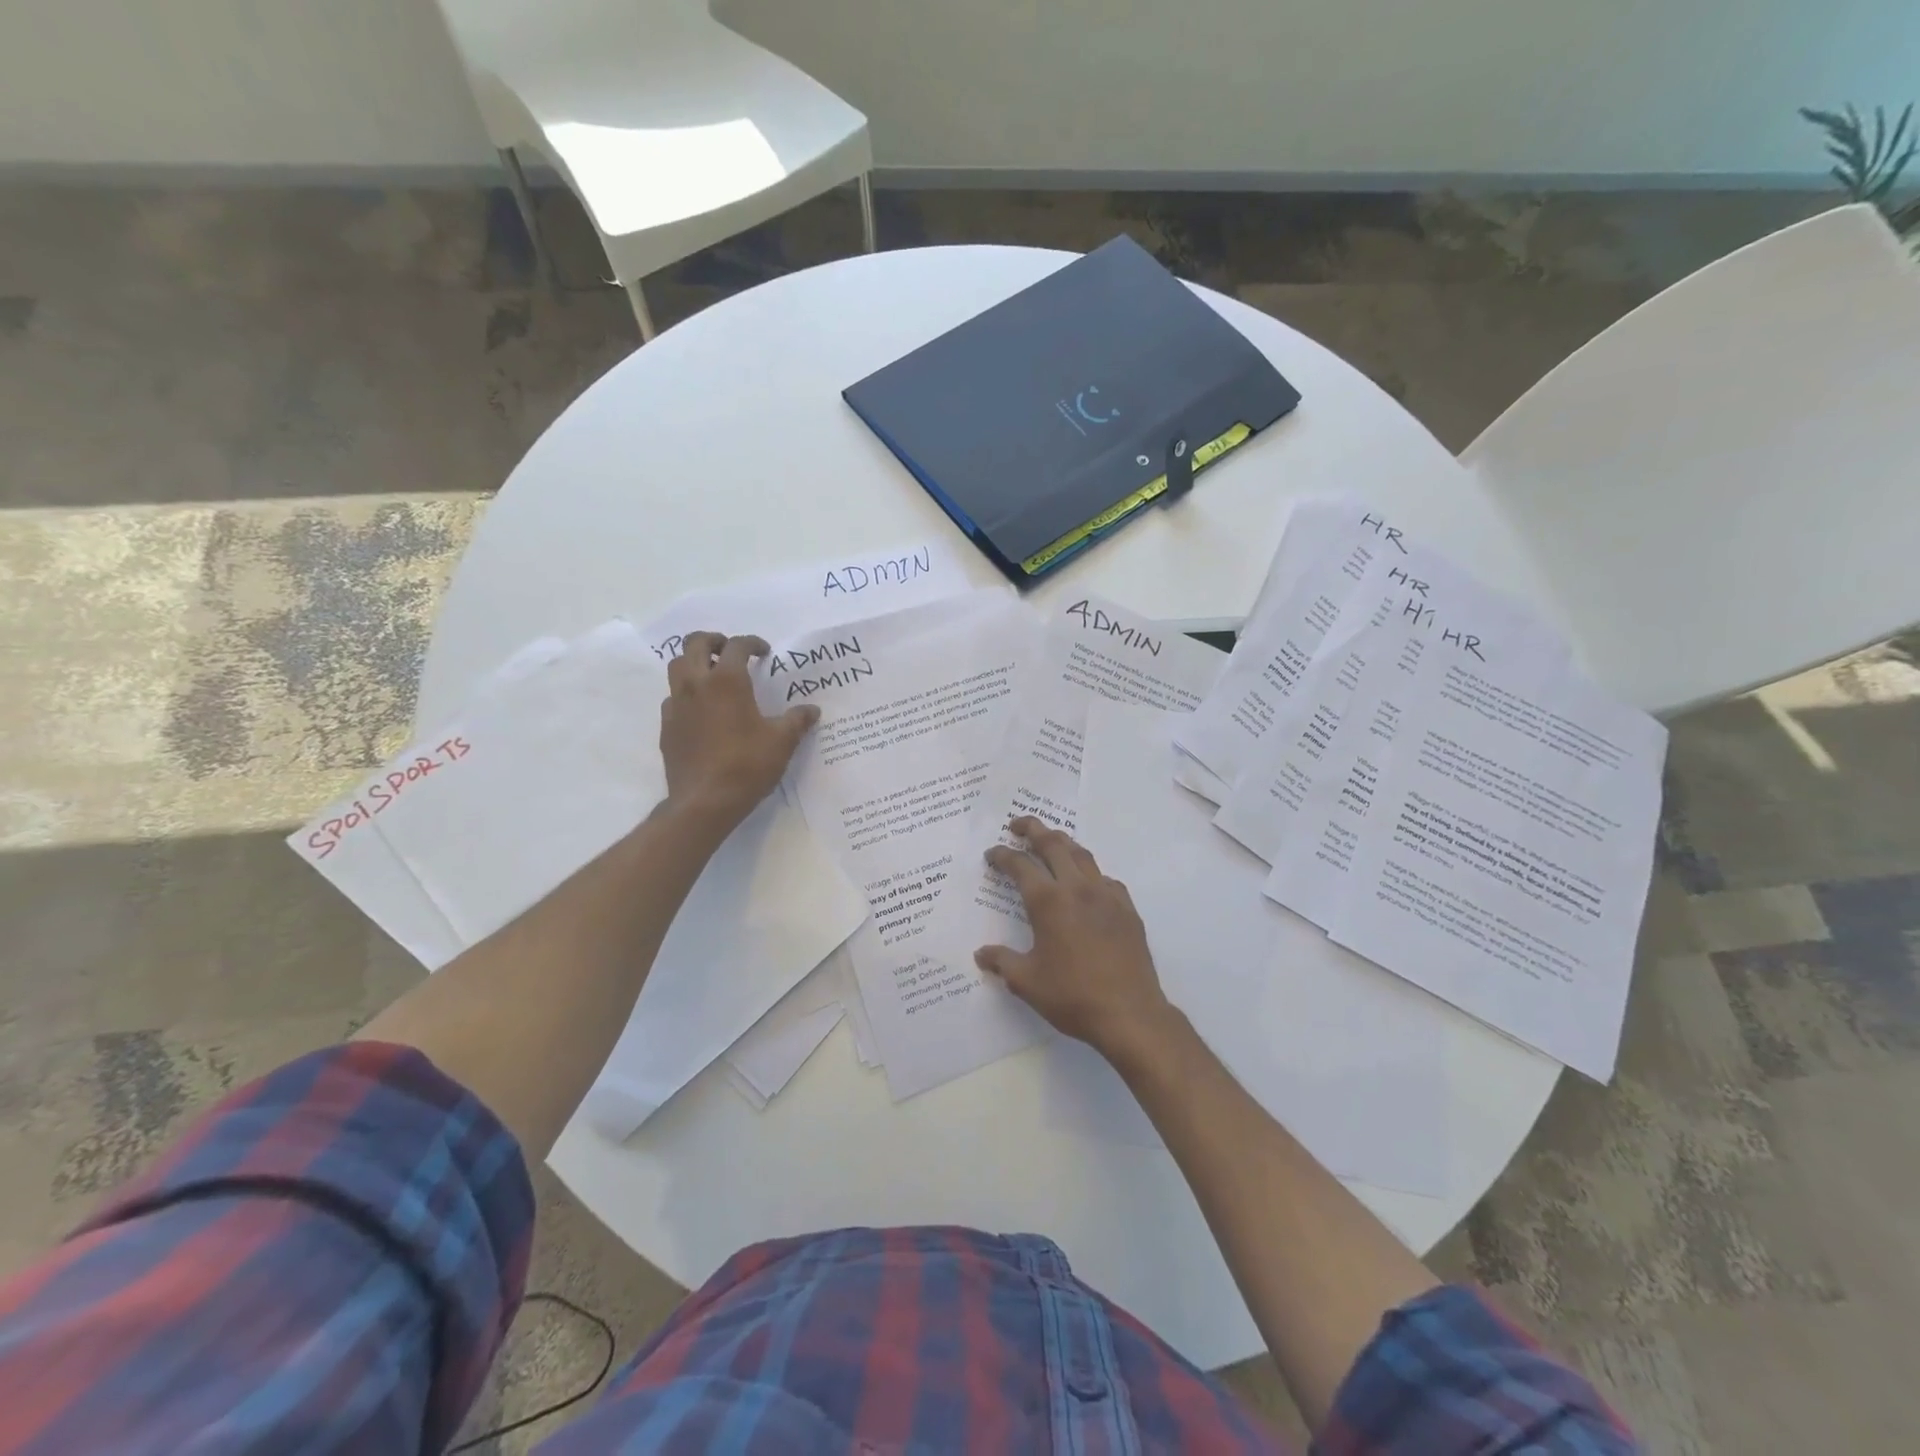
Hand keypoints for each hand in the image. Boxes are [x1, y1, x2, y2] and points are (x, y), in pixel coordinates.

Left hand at [659, 632, 817, 831]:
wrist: (704, 802)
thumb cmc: (747, 766)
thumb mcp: (782, 742)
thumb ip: (797, 721)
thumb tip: (812, 710)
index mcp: (727, 681)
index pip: (737, 646)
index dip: (752, 643)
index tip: (764, 652)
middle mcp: (697, 685)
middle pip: (695, 644)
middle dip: (714, 641)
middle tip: (730, 651)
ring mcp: (677, 705)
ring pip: (677, 667)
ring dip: (694, 662)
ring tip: (713, 675)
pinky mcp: (667, 726)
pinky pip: (673, 697)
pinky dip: (686, 693)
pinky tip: (702, 711)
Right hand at [974, 817, 1174, 1061]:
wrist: (1129, 1013)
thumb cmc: (1072, 996)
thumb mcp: (1027, 982)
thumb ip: (1001, 962)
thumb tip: (981, 954)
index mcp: (1048, 901)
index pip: (1020, 865)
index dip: (1002, 855)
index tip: (992, 854)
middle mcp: (1077, 888)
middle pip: (1053, 844)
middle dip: (1033, 829)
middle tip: (1018, 825)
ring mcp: (1106, 895)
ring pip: (1082, 854)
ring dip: (1062, 842)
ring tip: (1050, 842)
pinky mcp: (1127, 908)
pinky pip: (1105, 878)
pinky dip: (1090, 872)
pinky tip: (1087, 884)